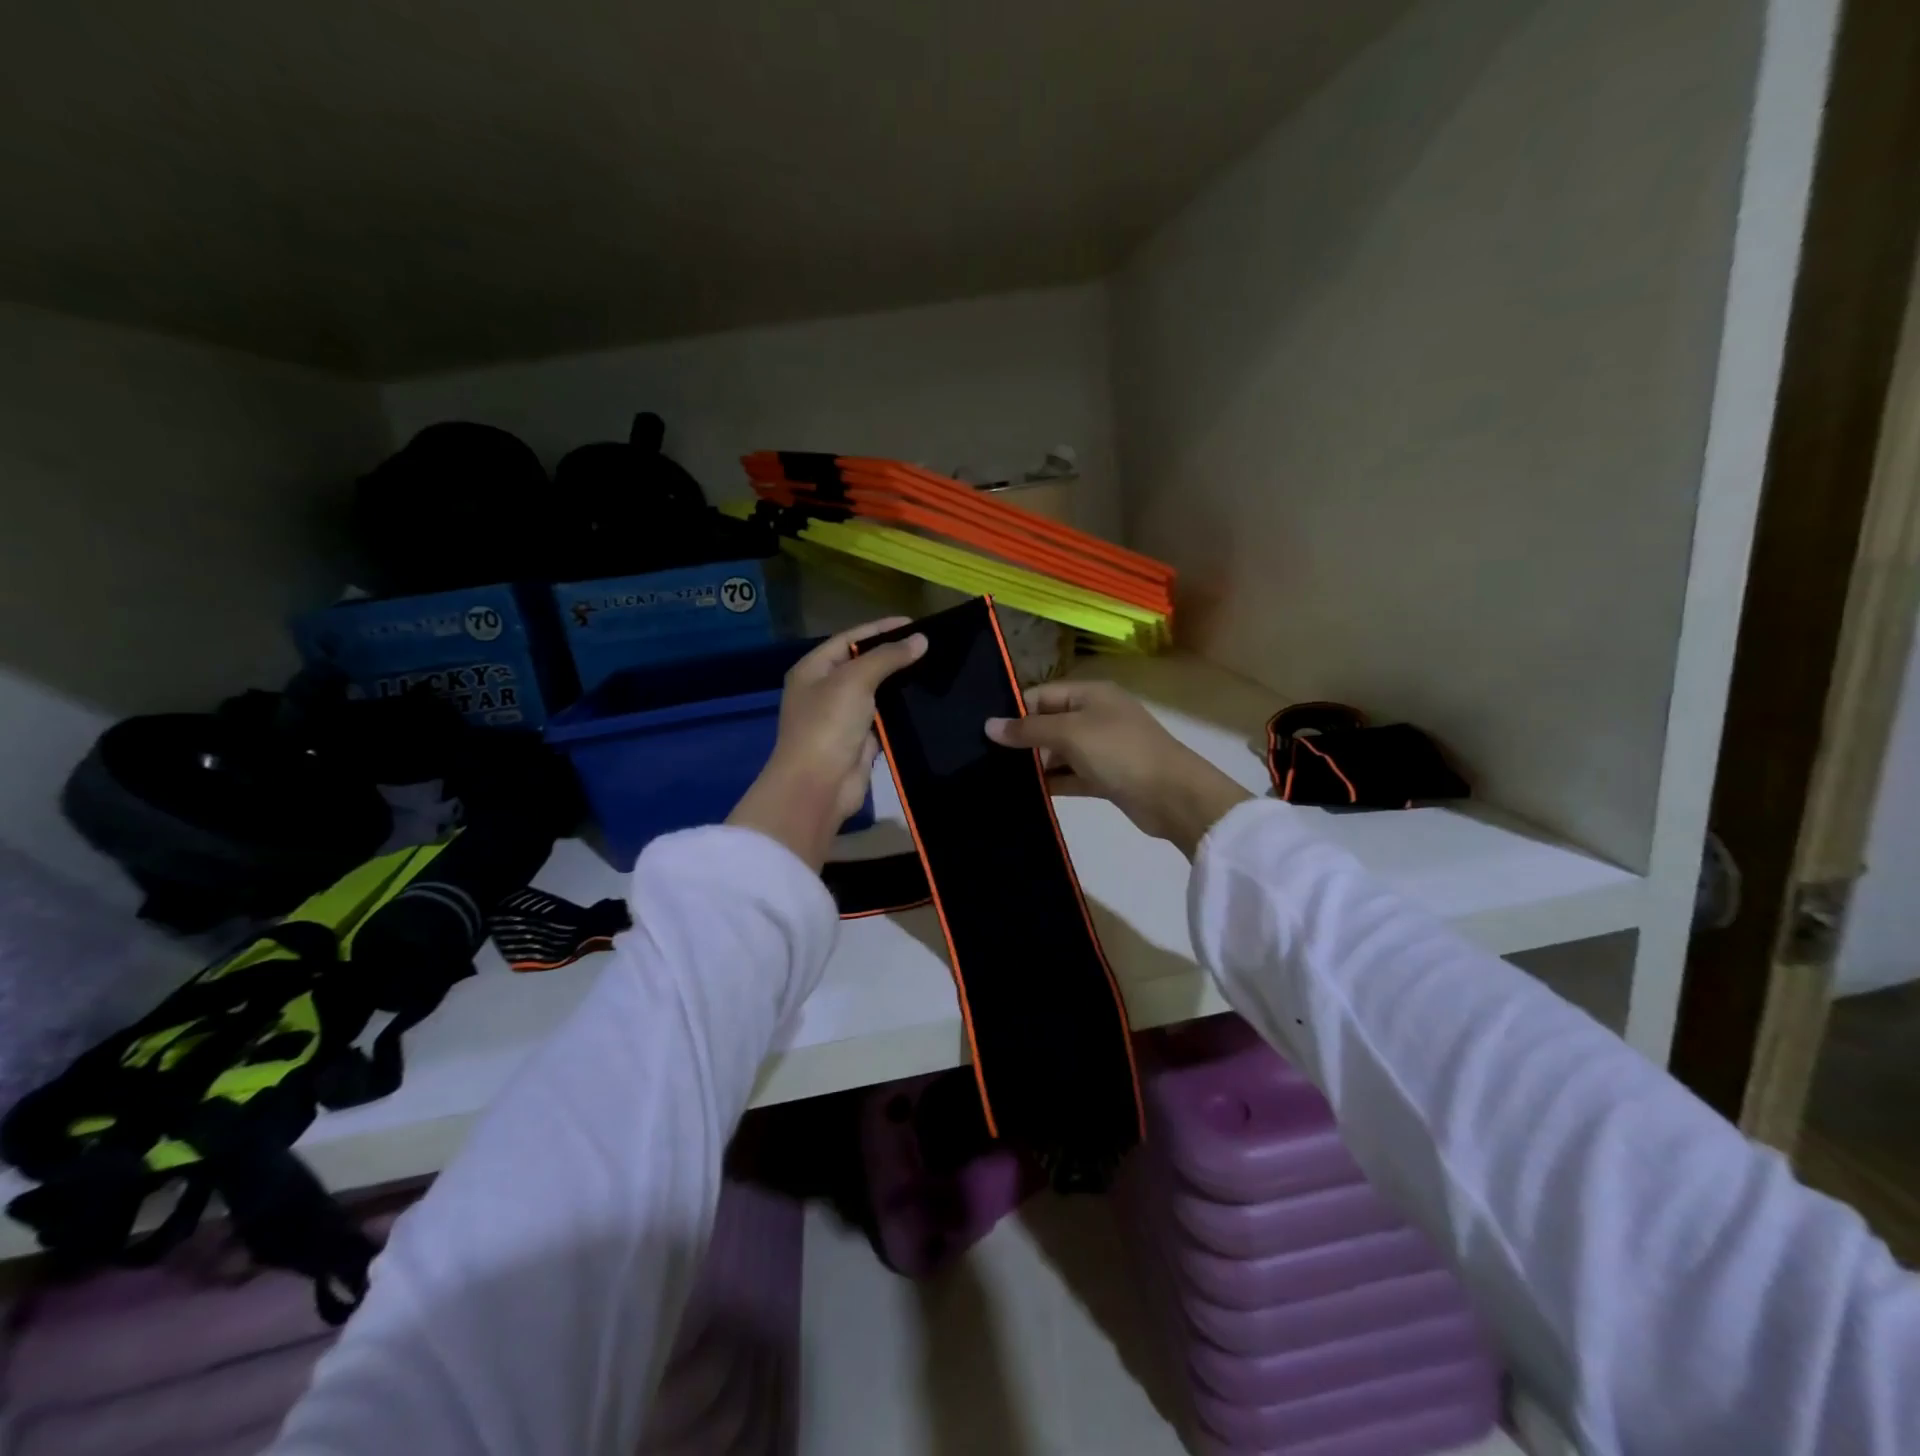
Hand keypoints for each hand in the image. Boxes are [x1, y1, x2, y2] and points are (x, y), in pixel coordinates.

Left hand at [728, 619, 926, 869]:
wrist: (818, 786)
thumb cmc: (828, 725)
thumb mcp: (855, 681)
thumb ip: (887, 657)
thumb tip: (921, 640)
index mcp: (814, 669)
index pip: (850, 639)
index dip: (881, 629)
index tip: (916, 623)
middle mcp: (825, 690)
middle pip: (864, 664)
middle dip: (894, 656)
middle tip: (932, 647)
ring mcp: (843, 717)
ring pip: (877, 693)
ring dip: (902, 684)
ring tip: (936, 669)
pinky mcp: (861, 741)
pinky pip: (885, 719)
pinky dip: (903, 711)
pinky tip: (928, 701)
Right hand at [985, 680, 1249, 858]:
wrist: (1173, 796)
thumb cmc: (1120, 752)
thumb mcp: (1070, 734)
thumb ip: (1028, 730)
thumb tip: (988, 726)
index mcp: (1091, 694)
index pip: (1042, 695)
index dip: (1014, 711)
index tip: (983, 732)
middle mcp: (1096, 716)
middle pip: (1049, 723)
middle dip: (1021, 740)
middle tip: (984, 759)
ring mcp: (1102, 748)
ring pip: (1059, 752)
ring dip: (1035, 765)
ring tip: (997, 778)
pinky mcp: (1106, 778)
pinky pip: (1071, 776)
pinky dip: (1052, 783)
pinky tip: (1026, 794)